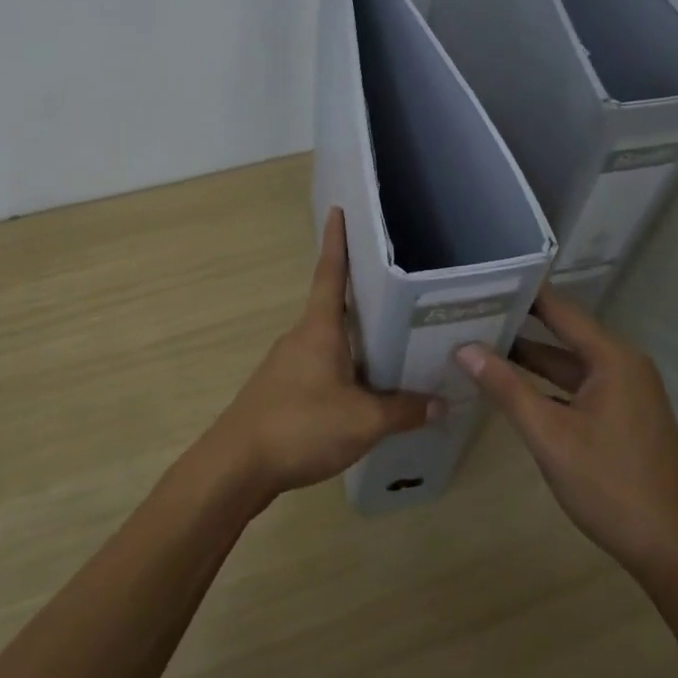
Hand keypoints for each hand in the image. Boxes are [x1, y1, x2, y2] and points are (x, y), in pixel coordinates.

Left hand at [201, 208, 436, 507]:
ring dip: (356, 339)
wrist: (236, 467)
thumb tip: (441, 403)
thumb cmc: (300, 426)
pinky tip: (365, 390)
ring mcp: (287, 365)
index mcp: (319, 329)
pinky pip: (322, 368)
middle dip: (362, 295)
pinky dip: (345, 369)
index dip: (336, 242)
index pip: (329, 273)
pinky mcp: (282, 392)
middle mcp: (301, 338)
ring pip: (330, 342)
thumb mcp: (363, 421)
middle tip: (398, 287)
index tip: (339, 211)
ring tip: (394, 342)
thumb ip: (404, 411)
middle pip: (334, 307)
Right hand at [456, 285, 677, 581]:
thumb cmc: (609, 485)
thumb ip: (506, 388)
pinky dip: (547, 384)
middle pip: (564, 334)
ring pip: (570, 364)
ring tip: (481, 343)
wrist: (671, 549)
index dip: (522, 293)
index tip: (483, 280)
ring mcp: (627, 392)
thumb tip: (464, 348)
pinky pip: (579, 387)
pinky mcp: (624, 416)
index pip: (560, 310)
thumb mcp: (550, 435)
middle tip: (471, 311)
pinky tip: (514, 387)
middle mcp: (623, 364)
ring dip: (531, 358)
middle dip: (519, 324)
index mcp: (613, 358)